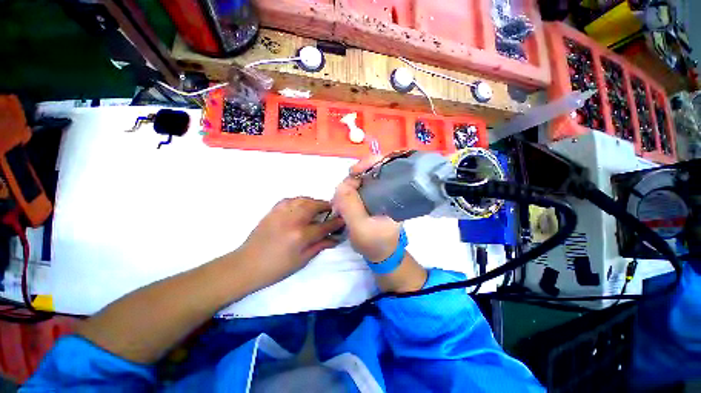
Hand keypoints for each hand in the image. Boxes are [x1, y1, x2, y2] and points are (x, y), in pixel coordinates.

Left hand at [238, 197, 343, 288]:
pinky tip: (301, 205)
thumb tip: (334, 239)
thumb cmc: (276, 268)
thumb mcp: (301, 260)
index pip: (324, 226)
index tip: (343, 220)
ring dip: (314, 201)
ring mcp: (281, 213)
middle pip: (314, 206)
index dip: (336, 223)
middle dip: (326, 206)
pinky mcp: (272, 211)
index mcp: (301, 235)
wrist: (246, 265)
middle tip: (331, 210)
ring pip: (302, 199)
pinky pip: (289, 199)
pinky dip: (299, 200)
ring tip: (318, 207)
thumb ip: (319, 246)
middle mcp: (293, 220)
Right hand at [332, 156, 401, 261]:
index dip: (369, 163)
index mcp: (395, 192)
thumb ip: (350, 205)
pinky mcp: (369, 197)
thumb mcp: (360, 227)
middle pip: (368, 170)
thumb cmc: (375, 242)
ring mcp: (378, 192)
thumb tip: (341, 185)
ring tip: (339, 203)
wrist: (380, 254)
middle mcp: (388, 188)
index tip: (353, 172)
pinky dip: (346, 192)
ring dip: (346, 188)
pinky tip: (341, 202)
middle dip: (352, 180)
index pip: (385, 165)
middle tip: (341, 197)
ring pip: (359, 179)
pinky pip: (355, 188)